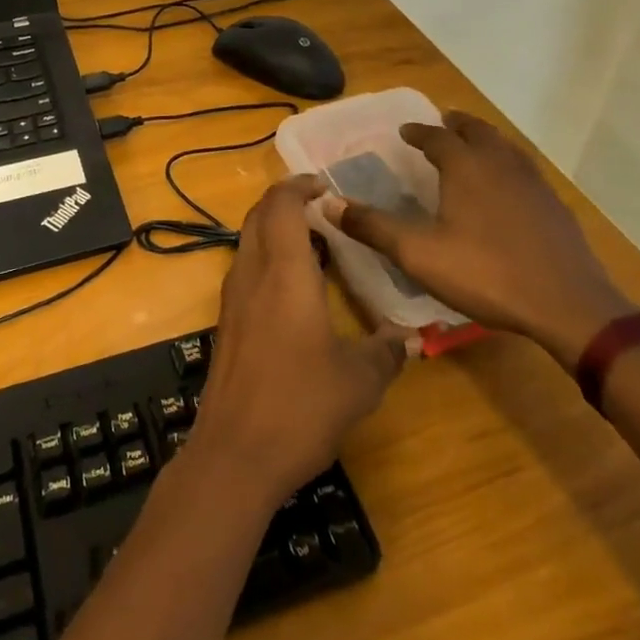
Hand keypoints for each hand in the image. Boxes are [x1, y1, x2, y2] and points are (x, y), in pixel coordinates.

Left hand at [188, 177, 407, 509]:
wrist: (235, 454)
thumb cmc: (300, 406)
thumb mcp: (359, 382)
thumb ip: (387, 352)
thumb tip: (411, 337)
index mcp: (284, 272)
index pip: (281, 204)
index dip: (299, 185)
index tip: (326, 186)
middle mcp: (252, 273)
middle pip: (259, 215)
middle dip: (287, 202)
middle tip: (324, 210)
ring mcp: (233, 298)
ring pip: (249, 241)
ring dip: (276, 230)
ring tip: (317, 246)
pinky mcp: (227, 322)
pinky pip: (245, 269)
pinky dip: (268, 259)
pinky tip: (297, 291)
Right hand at [324, 111, 636, 366]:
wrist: (568, 304)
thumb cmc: (486, 273)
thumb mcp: (418, 254)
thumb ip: (372, 227)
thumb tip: (327, 203)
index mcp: (465, 167)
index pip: (437, 137)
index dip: (418, 132)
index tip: (405, 131)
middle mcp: (499, 163)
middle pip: (476, 131)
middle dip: (455, 125)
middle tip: (442, 124)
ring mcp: (533, 182)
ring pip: (504, 146)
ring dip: (484, 139)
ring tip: (473, 146)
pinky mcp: (554, 205)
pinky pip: (524, 168)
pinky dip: (507, 163)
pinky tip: (507, 186)